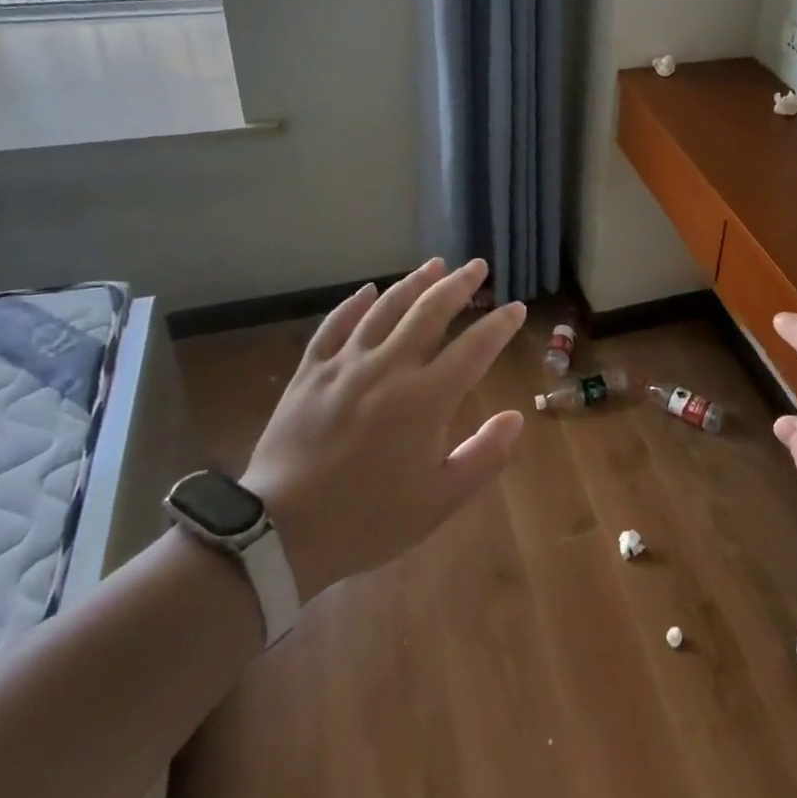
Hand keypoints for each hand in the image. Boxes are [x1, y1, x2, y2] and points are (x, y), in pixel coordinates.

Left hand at [240, 258, 525, 598]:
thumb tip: (515, 418)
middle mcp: (389, 368)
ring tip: (435, 264)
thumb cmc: (367, 520)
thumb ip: (483, 457)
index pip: (474, 347)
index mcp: (425, 398)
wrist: (279, 533)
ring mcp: (345, 365)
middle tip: (478, 266)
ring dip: (414, 282)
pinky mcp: (310, 372)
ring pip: (385, 309)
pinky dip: (353, 304)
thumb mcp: (439, 502)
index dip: (499, 324)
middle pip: (430, 312)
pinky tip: (368, 291)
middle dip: (460, 285)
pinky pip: (334, 326)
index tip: (517, 308)